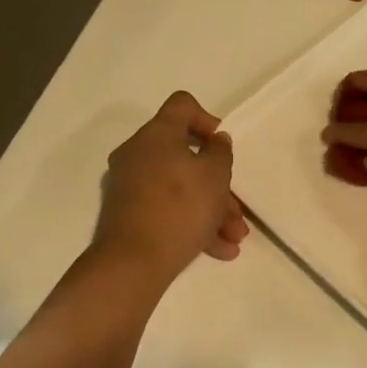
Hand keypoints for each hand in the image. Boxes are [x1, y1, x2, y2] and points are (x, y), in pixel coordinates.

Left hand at [94, 92, 248, 282]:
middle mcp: (138, 154)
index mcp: (157, 134)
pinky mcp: (129, 214)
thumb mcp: (216, 175)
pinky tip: (219, 250)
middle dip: (218, 183)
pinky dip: (193, 224)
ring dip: (212, 209)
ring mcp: (131, 186)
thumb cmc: (181, 207)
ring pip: (180, 188)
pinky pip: (167, 210)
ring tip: (235, 238)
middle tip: (237, 208)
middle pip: (185, 155)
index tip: (222, 146)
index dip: (207, 119)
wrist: (134, 262)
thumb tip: (215, 141)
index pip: (182, 105)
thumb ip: (220, 152)